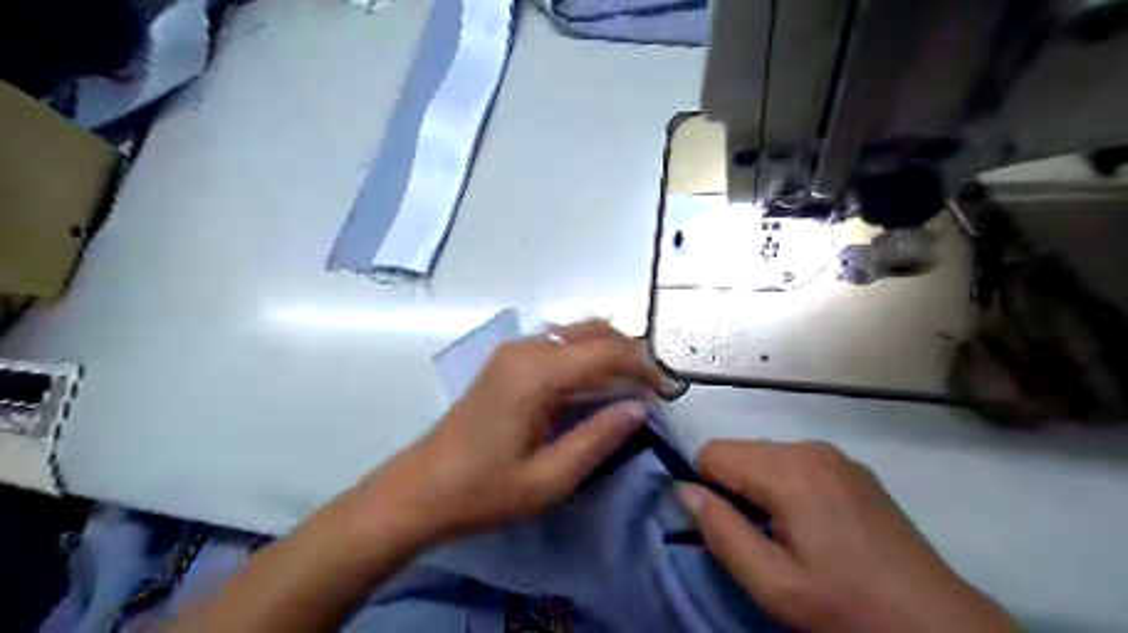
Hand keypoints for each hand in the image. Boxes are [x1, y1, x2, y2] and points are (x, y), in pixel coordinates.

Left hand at [344, 322, 661, 548]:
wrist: (422, 487)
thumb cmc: (483, 490)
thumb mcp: (548, 479)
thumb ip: (598, 438)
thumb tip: (640, 408)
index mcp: (536, 374)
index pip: (606, 351)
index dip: (644, 366)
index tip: (667, 391)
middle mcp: (526, 348)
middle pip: (594, 331)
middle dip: (630, 354)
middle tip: (652, 388)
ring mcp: (513, 350)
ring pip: (576, 332)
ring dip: (609, 351)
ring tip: (631, 384)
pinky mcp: (507, 359)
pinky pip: (559, 342)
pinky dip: (586, 354)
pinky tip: (595, 382)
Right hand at [677, 439, 1022, 632]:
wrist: (939, 625)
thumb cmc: (847, 607)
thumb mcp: (773, 584)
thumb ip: (721, 532)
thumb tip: (684, 491)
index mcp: (788, 470)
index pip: (712, 452)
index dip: (707, 488)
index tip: (728, 528)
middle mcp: (810, 448)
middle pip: (739, 451)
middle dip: (734, 488)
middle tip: (759, 538)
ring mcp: (835, 455)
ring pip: (766, 456)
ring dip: (760, 488)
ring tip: (787, 534)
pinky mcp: (852, 468)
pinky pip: (796, 462)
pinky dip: (787, 486)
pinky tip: (814, 525)